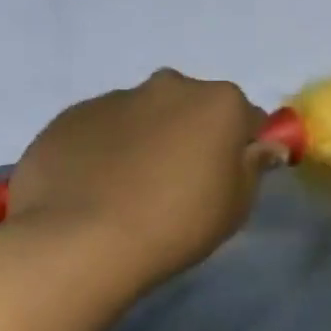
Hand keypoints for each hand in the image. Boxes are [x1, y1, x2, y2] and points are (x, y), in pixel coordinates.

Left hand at [2, 68, 272, 295]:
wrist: (79, 243)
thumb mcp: (238, 204)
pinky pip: (101, 130)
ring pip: (145, 115)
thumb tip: (262, 146)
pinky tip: (96, 188)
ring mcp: (115, 98)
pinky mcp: (68, 118)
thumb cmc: (178, 222)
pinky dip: (105, 149)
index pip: (247, 117)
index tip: (229, 176)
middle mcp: (171, 86)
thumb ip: (253, 166)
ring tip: (130, 189)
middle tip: (181, 181)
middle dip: (192, 133)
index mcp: (220, 102)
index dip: (242, 147)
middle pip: (193, 107)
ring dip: (147, 139)